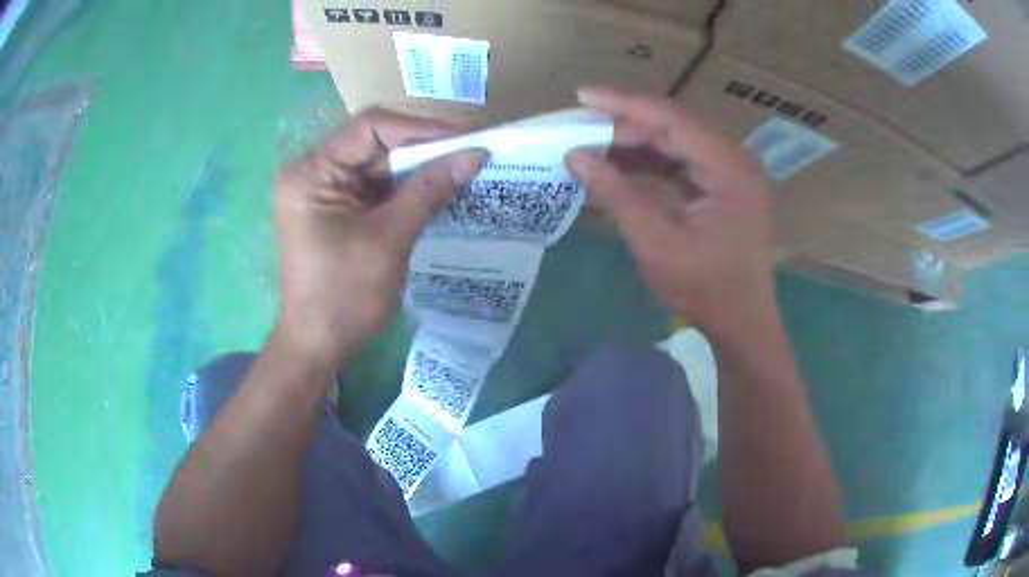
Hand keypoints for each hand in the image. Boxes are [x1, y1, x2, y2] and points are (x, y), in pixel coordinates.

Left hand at [274, 108, 486, 367]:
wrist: (318, 345)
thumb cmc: (344, 296)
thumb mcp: (389, 239)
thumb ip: (430, 190)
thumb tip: (476, 153)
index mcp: (312, 172)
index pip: (371, 127)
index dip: (421, 128)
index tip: (466, 139)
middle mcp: (314, 172)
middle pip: (376, 143)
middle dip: (425, 149)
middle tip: (472, 154)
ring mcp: (326, 190)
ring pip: (381, 164)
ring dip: (421, 169)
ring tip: (464, 170)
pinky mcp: (339, 209)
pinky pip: (378, 187)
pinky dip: (408, 189)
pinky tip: (441, 191)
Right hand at [566, 87, 775, 338]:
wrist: (741, 322)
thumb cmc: (705, 289)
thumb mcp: (655, 243)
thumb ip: (617, 194)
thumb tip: (576, 156)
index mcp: (729, 168)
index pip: (672, 119)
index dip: (625, 104)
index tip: (583, 95)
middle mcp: (734, 159)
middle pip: (674, 126)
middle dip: (625, 125)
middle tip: (580, 127)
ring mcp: (731, 171)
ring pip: (676, 141)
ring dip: (635, 141)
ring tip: (592, 143)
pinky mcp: (723, 184)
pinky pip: (682, 160)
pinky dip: (650, 160)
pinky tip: (620, 163)